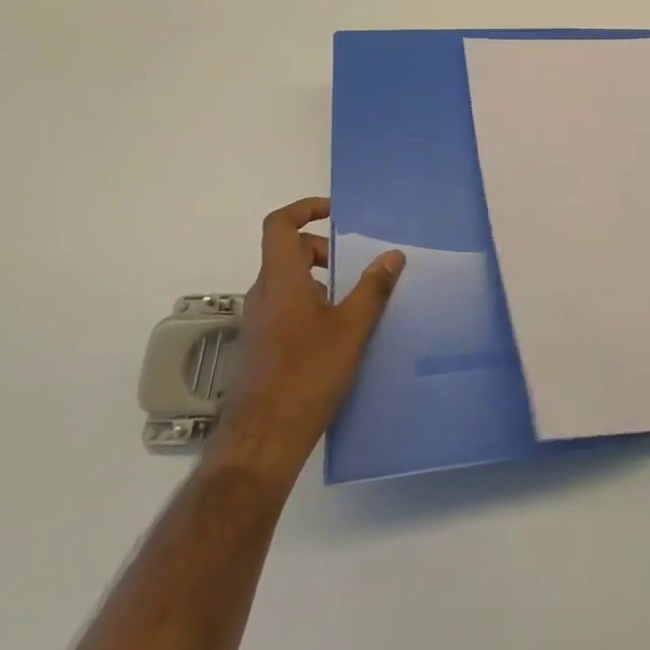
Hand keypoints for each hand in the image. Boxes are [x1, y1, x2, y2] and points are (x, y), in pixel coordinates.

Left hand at [211, 197, 404, 481]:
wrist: (262, 441)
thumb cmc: (308, 375)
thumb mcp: (352, 329)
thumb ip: (373, 288)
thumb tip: (392, 254)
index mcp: (281, 280)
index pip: (280, 225)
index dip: (305, 209)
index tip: (335, 213)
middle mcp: (262, 295)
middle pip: (287, 252)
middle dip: (321, 250)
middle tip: (354, 266)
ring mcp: (257, 323)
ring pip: (287, 283)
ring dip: (318, 280)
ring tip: (352, 303)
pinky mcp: (259, 348)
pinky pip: (284, 308)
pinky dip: (309, 305)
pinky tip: (335, 336)